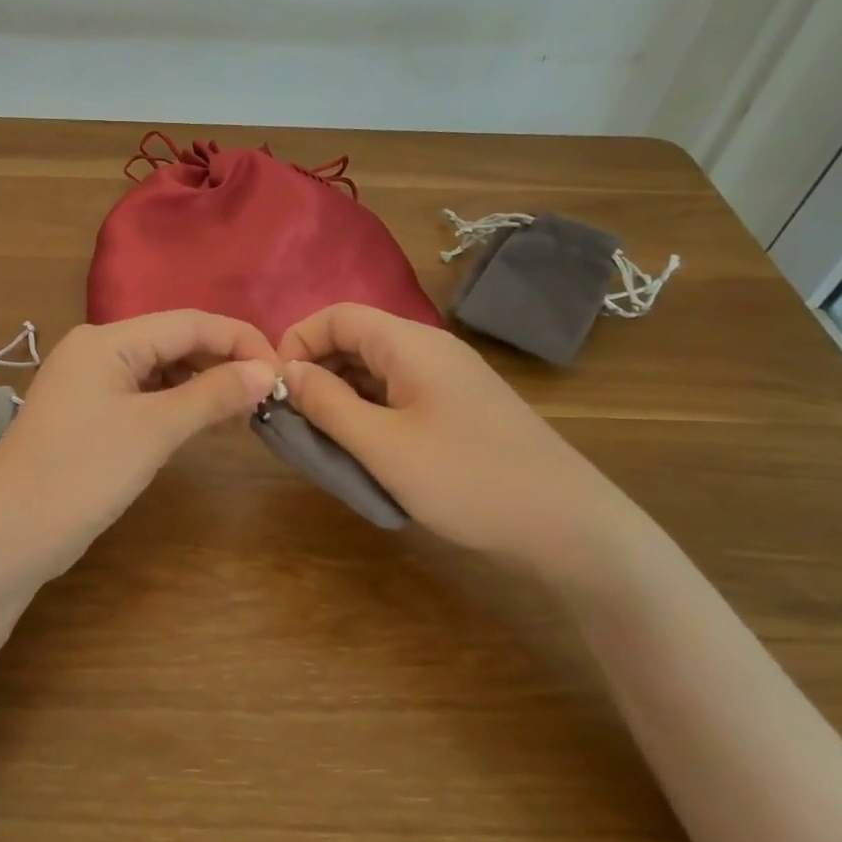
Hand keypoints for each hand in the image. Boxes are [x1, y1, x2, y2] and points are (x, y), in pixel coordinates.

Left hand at [0, 311, 278, 585]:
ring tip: (245, 412)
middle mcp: (97, 351)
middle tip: (268, 396)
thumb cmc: (82, 474)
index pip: (189, 322)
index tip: (282, 371)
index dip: (240, 340)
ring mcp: (89, 384)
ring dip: (203, 386)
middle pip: (174, 342)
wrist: (7, 536)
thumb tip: (267, 371)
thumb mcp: (154, 431)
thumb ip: (212, 395)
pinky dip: (178, 406)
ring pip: (161, 370)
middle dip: (223, 363)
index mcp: (107, 340)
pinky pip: (144, 397)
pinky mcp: (89, 416)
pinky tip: (205, 425)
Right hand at [275, 303, 639, 574]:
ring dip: (339, 398)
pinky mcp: (456, 410)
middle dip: (315, 373)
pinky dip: (367, 414)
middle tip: (291, 421)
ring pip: (374, 372)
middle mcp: (428, 350)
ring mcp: (447, 380)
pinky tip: (360, 450)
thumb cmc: (466, 479)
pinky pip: (396, 396)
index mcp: (410, 343)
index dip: (296, 342)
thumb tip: (285, 371)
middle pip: (354, 341)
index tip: (273, 388)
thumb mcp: (382, 445)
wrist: (567, 526)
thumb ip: (326, 404)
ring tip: (319, 441)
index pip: (337, 316)